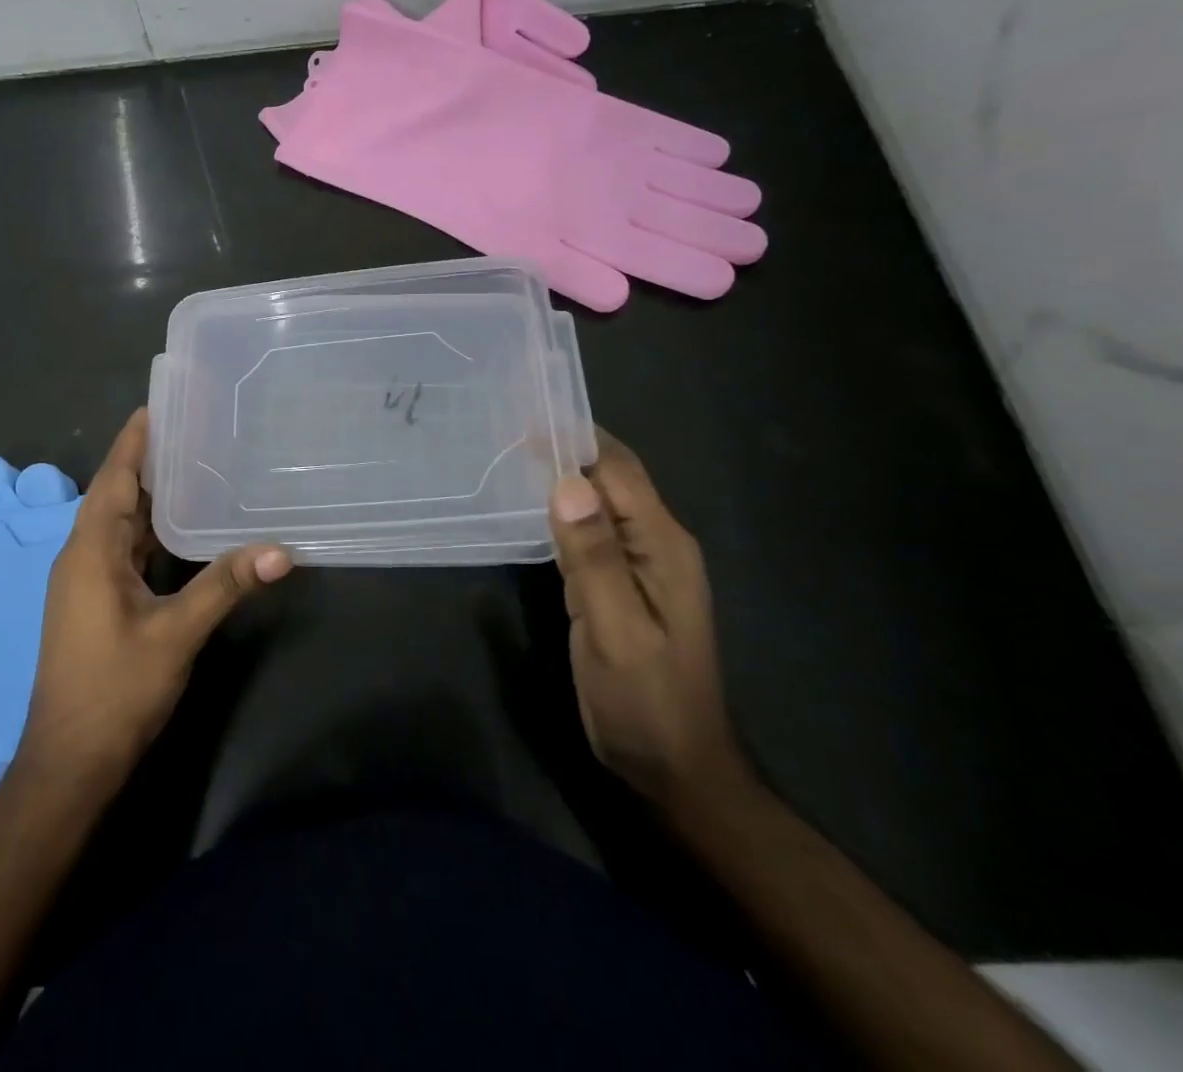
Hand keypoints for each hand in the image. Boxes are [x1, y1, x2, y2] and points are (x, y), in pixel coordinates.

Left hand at [17, 408, 291, 791]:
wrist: (70, 762)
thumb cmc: (114, 690)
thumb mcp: (176, 634)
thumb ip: (226, 586)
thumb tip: (282, 550)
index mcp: (91, 550)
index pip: (114, 478)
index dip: (134, 439)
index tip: (160, 404)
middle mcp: (84, 556)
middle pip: (118, 494)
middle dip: (151, 461)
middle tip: (196, 429)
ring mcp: (89, 581)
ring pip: (123, 524)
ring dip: (154, 497)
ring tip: (198, 465)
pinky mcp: (98, 602)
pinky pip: (127, 550)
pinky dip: (154, 532)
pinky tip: (187, 528)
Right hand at [549, 432, 751, 814]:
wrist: (675, 769)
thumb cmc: (647, 702)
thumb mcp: (617, 632)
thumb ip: (594, 558)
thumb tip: (566, 484)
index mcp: (663, 545)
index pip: (618, 470)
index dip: (575, 438)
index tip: (525, 413)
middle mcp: (656, 543)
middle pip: (611, 478)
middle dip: (566, 448)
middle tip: (507, 426)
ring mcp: (640, 564)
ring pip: (598, 502)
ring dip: (561, 475)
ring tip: (511, 453)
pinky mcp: (620, 583)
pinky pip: (590, 531)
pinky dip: (562, 510)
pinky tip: (532, 506)